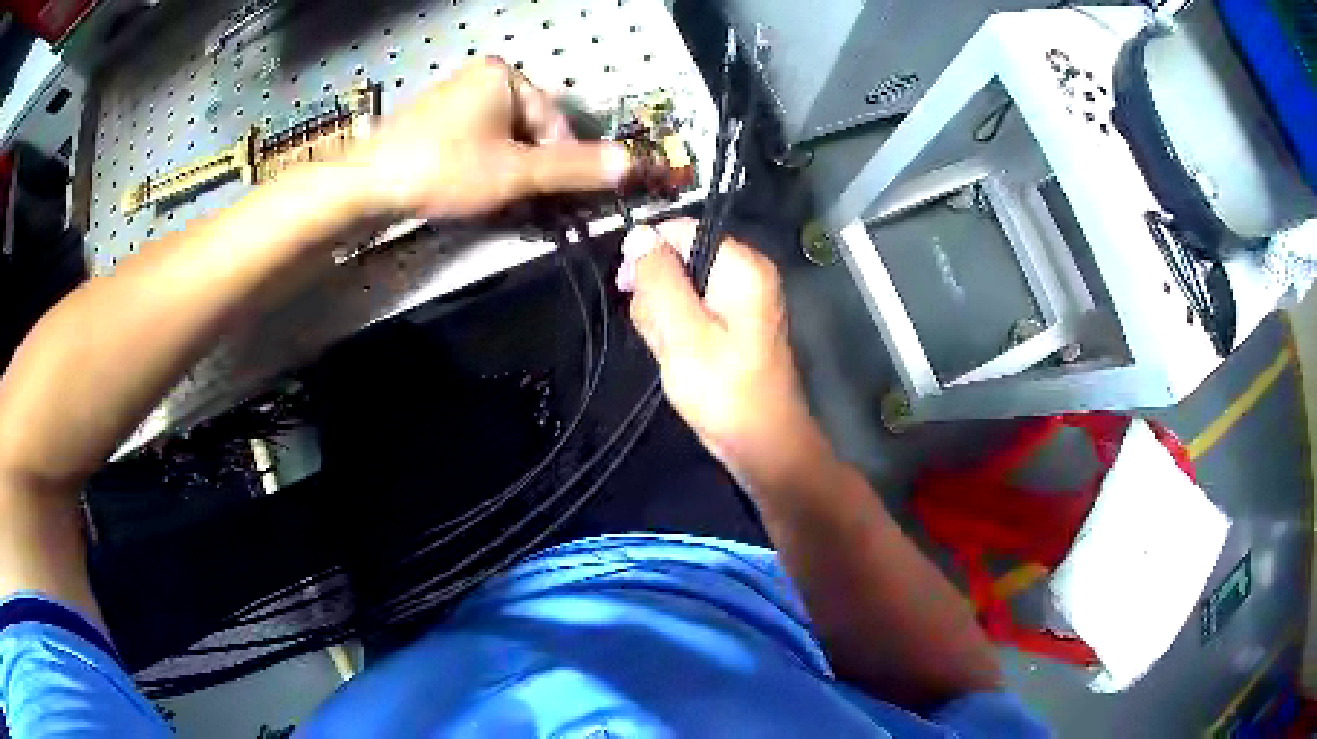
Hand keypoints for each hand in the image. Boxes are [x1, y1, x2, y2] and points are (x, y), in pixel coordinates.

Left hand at [351, 57, 629, 218]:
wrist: (366, 185)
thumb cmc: (443, 169)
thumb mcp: (515, 173)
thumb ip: (572, 168)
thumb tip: (629, 164)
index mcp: (504, 75)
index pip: (554, 121)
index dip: (561, 164)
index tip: (558, 201)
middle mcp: (480, 77)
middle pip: (528, 130)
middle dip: (531, 171)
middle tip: (523, 207)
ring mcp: (454, 98)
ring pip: (502, 140)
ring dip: (508, 175)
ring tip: (494, 204)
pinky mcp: (434, 121)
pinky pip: (475, 142)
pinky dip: (482, 168)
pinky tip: (470, 192)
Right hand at [619, 219, 831, 492]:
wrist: (761, 441)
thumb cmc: (723, 390)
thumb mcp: (681, 332)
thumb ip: (658, 278)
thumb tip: (638, 232)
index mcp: (741, 265)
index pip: (681, 230)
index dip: (648, 254)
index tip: (629, 290)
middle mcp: (746, 272)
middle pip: (678, 258)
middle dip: (657, 295)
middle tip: (663, 336)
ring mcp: (740, 298)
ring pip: (679, 287)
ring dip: (663, 318)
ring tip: (673, 353)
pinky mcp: (733, 321)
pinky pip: (691, 310)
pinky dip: (677, 331)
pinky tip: (679, 356)